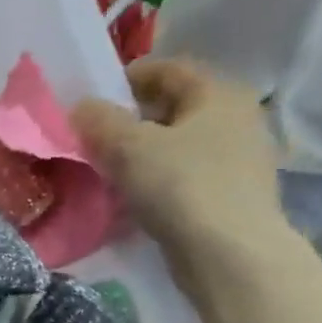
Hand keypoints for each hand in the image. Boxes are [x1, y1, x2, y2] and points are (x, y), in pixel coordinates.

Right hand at [72, 58, 289, 279]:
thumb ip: (99, 121)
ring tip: (110, 168)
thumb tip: (81, 107)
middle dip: (134, 116)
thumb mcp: (128, 147)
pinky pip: (186, 173)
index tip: (93, 97)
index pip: (169, 69)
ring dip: (145, 150)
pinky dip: (159, 176)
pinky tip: (136, 195)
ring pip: (180, 142)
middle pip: (175, 106)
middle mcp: (237, 118)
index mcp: (218, 93)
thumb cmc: (181, 185)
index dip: (127, 77)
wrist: (229, 253)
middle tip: (96, 135)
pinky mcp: (232, 195)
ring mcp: (239, 158)